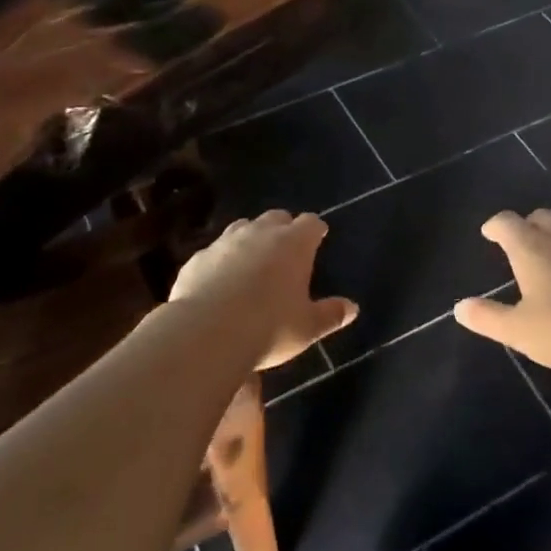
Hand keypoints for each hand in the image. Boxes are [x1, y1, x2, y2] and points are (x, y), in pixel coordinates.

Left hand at [169, 211, 357, 369]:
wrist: (207, 332)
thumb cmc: (269, 327)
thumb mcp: (307, 327)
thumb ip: (330, 314)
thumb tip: (352, 308)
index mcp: (293, 244)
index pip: (310, 223)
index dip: (315, 230)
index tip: (318, 237)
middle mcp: (260, 233)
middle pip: (276, 218)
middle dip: (284, 228)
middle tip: (287, 248)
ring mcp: (225, 241)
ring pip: (242, 227)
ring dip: (251, 238)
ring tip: (254, 260)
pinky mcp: (198, 258)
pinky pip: (215, 252)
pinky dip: (222, 260)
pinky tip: (220, 281)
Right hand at [454, 210, 550, 378]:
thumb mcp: (519, 331)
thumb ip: (488, 317)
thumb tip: (460, 307)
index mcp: (533, 249)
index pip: (507, 222)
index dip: (495, 226)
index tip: (488, 234)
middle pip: (540, 218)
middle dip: (525, 226)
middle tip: (517, 245)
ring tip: (547, 266)